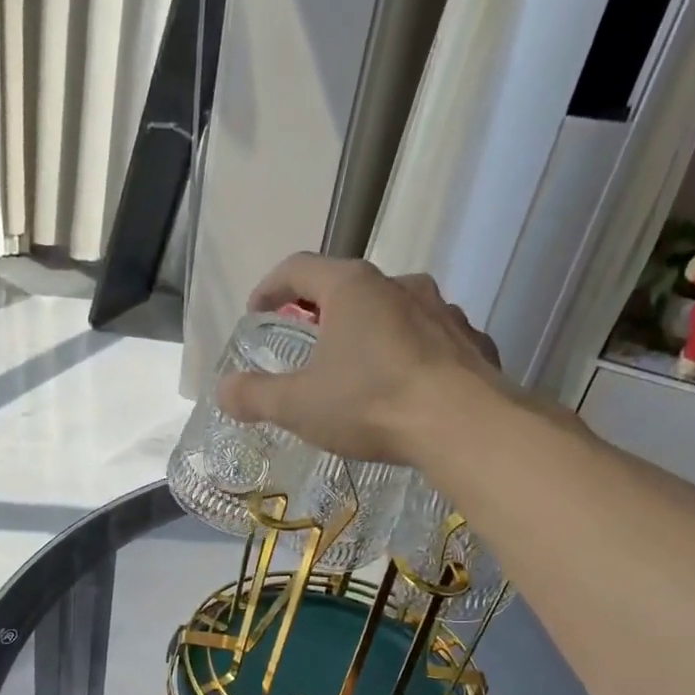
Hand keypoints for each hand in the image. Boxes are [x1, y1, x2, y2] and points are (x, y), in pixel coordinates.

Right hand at [216, 253, 504, 465]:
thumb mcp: (298, 405)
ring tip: (358, 369)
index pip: (299, 268)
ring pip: (393, 312)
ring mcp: (442, 311)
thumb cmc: (371, 404)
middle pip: (349, 288)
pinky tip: (403, 387)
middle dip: (322, 312)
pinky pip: (429, 341)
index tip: (257, 311)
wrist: (464, 426)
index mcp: (352, 288)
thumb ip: (255, 396)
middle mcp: (399, 285)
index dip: (271, 287)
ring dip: (369, 332)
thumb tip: (224, 390)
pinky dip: (408, 355)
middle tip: (306, 342)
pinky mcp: (470, 342)